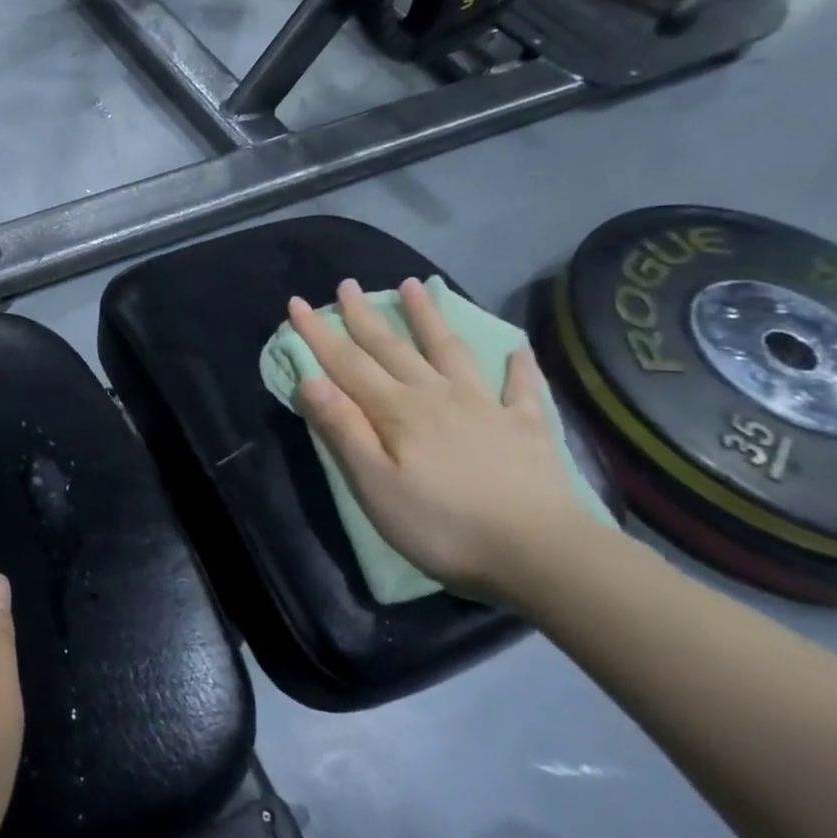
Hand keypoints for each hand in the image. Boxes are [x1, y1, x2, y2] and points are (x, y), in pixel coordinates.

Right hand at [288, 278, 603, 601]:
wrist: (539, 552)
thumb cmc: (442, 525)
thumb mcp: (375, 485)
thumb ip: (344, 429)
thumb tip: (311, 380)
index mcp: (397, 411)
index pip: (347, 364)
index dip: (319, 333)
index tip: (298, 302)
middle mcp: (437, 395)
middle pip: (393, 348)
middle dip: (365, 316)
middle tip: (348, 284)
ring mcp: (486, 406)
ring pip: (450, 351)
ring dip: (430, 318)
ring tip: (416, 286)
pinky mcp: (527, 427)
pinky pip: (521, 387)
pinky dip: (518, 365)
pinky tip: (517, 349)